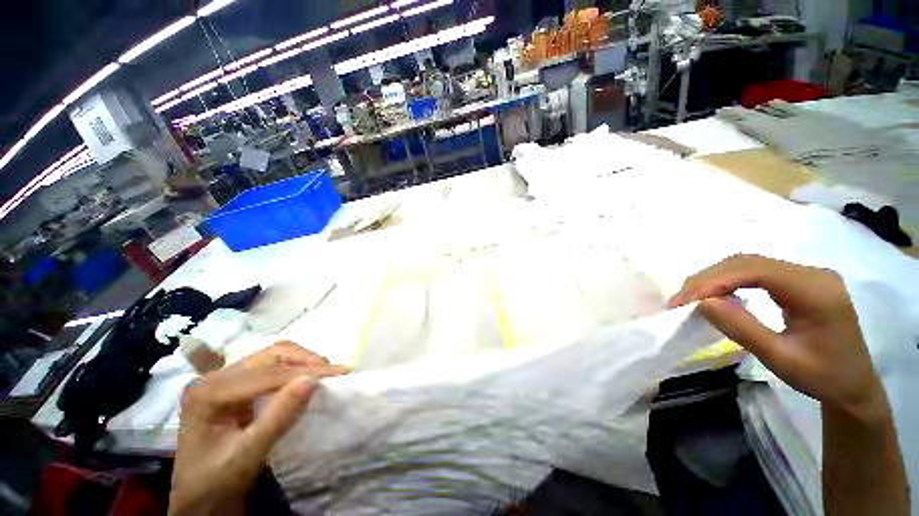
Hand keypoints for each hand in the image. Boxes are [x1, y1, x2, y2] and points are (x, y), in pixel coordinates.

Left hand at [168, 342, 347, 515]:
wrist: (198, 499)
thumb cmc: (216, 482)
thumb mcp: (247, 456)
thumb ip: (278, 418)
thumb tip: (312, 381)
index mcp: (210, 392)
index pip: (268, 373)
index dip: (307, 371)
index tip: (340, 373)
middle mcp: (215, 377)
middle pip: (271, 355)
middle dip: (307, 360)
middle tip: (335, 372)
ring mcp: (224, 378)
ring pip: (273, 355)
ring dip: (303, 361)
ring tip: (326, 372)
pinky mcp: (235, 385)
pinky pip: (270, 366)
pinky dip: (294, 367)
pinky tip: (306, 376)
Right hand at [669, 255, 884, 419]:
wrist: (853, 384)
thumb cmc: (822, 377)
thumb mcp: (781, 359)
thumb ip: (742, 328)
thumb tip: (702, 303)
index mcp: (816, 290)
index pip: (755, 270)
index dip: (714, 281)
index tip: (684, 301)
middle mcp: (811, 273)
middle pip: (748, 262)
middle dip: (708, 278)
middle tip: (680, 300)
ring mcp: (805, 274)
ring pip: (747, 263)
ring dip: (714, 278)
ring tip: (691, 297)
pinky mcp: (798, 280)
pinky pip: (755, 272)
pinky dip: (727, 281)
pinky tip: (716, 294)